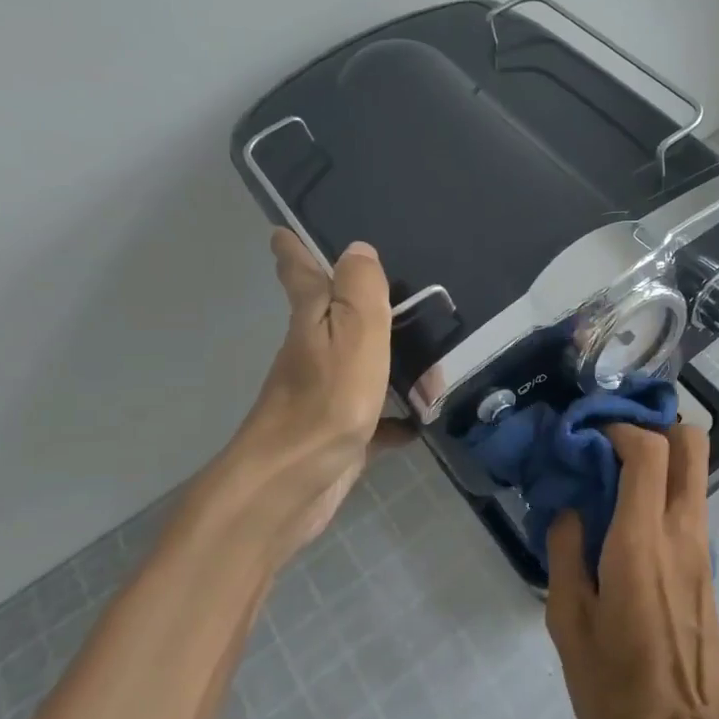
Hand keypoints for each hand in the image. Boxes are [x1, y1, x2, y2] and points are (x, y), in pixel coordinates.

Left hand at [200, 229, 395, 565]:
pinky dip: (398, 418)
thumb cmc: (325, 403)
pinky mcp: (341, 434)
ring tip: (437, 365)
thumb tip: (358, 249)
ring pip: (366, 368)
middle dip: (364, 307)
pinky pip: (377, 419)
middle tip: (402, 295)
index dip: (293, 251)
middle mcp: (315, 354)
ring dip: (397, 364)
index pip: (301, 276)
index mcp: (314, 323)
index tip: (281, 231)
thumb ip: (360, 292)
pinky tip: (422, 421)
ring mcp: (327, 397)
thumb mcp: (352, 335)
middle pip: (340, 321)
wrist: (291, 486)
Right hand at [546, 424, 718, 718]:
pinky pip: (689, 504)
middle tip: (608, 446)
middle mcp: (682, 531)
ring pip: (693, 472)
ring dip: (657, 459)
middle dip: (652, 427)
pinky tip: (624, 522)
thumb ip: (565, 556)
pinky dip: (662, 491)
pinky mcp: (707, 566)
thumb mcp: (570, 628)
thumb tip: (569, 512)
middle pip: (690, 442)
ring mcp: (702, 547)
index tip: (585, 437)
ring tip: (608, 481)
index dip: (618, 429)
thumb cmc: (620, 693)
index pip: (650, 450)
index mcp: (642, 541)